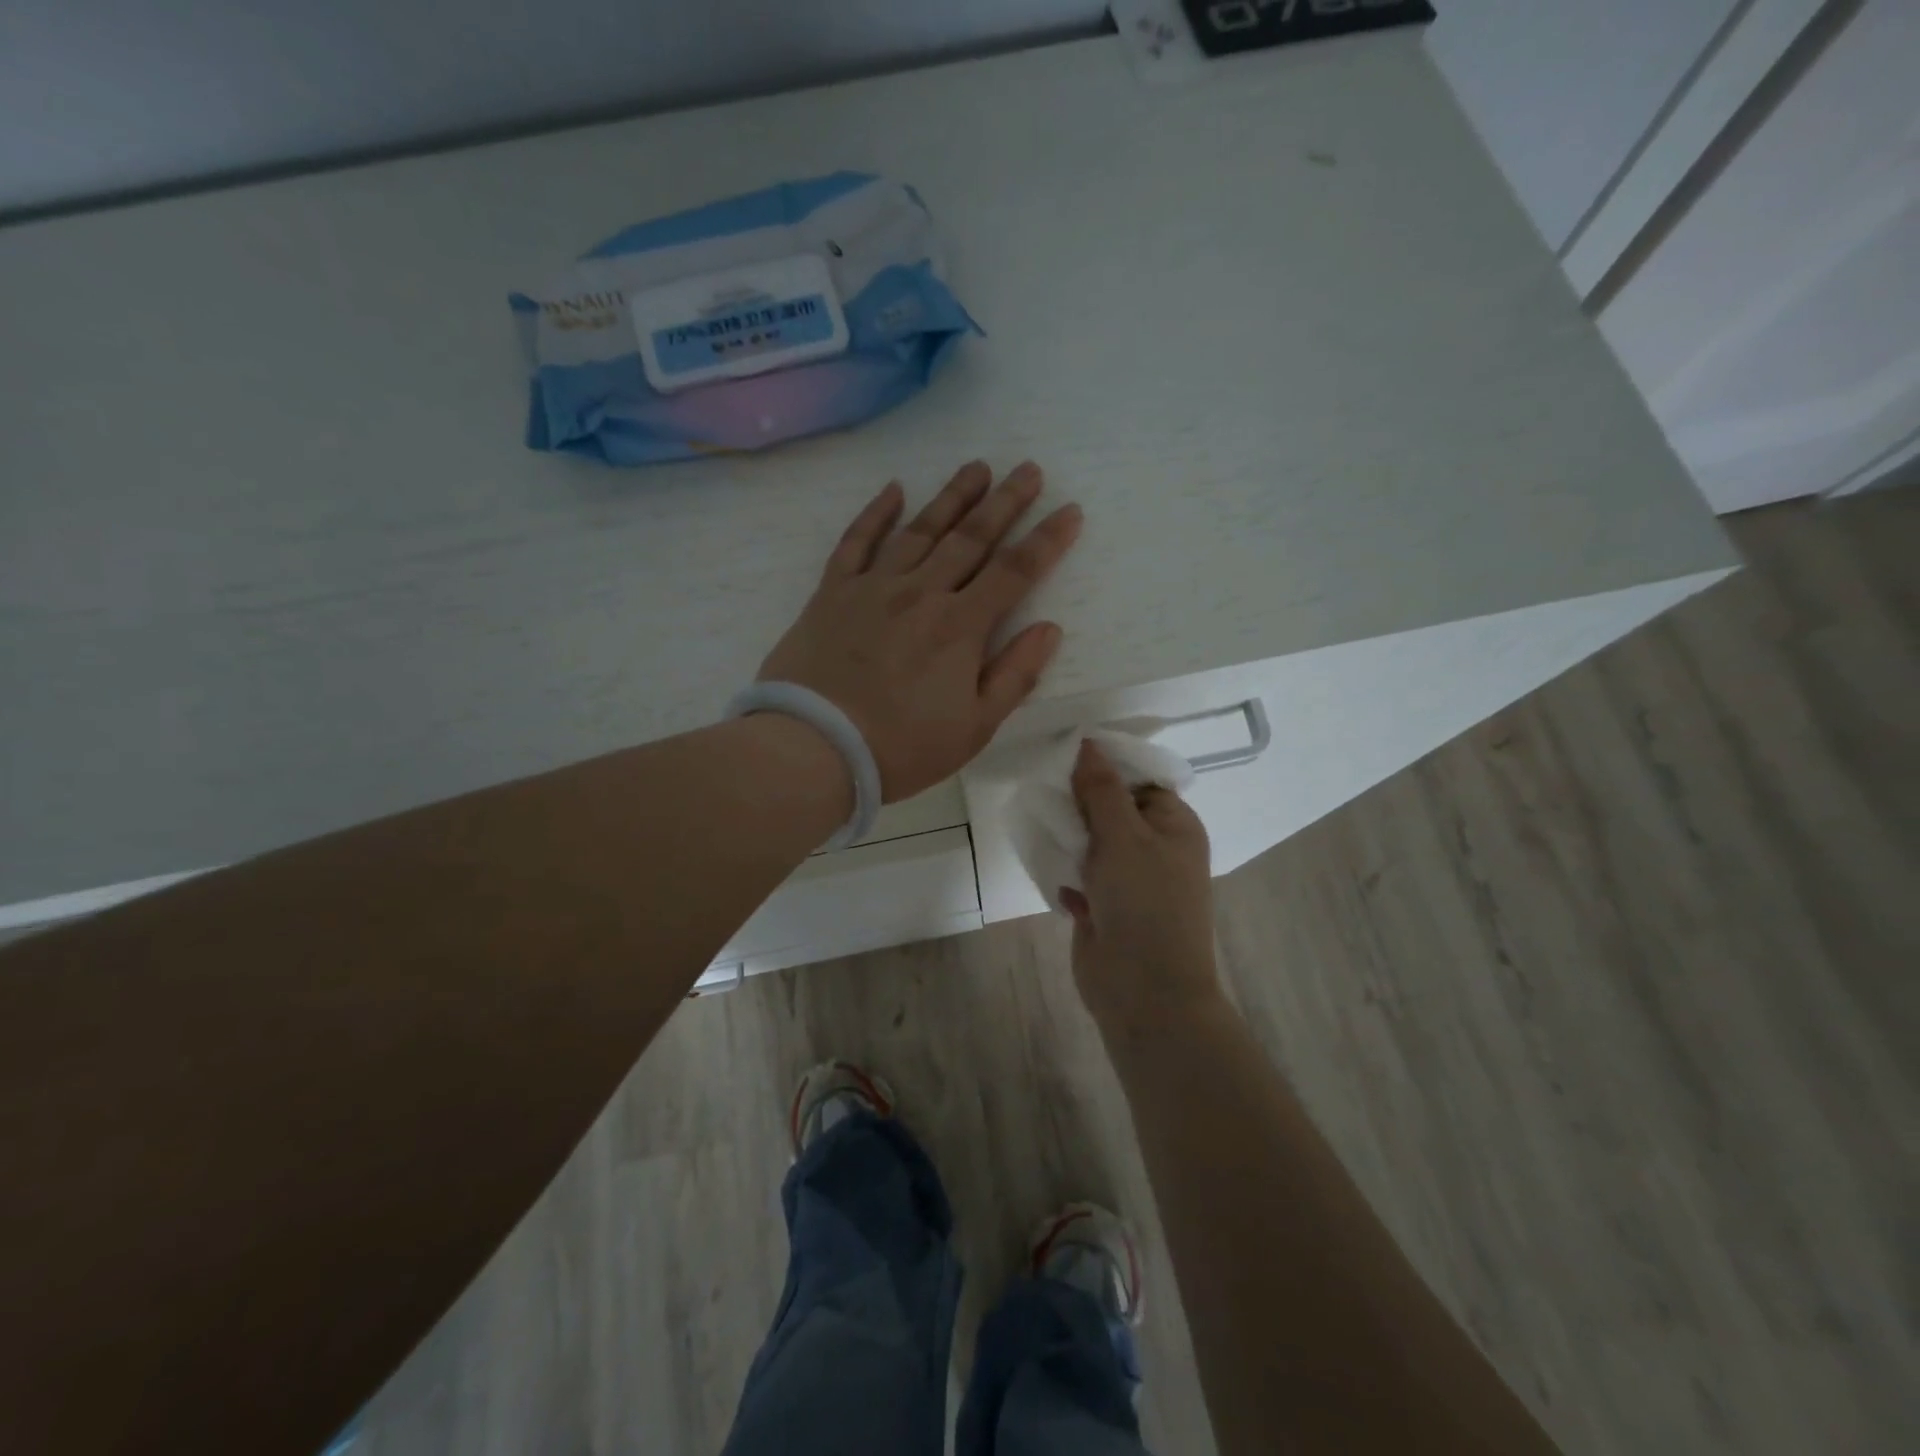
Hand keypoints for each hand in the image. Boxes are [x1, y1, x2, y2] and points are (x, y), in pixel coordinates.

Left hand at [756, 461, 1082, 801]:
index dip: (1046, 540)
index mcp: (960, 627)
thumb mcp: (974, 728)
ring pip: (920, 530)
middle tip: (1028, 469)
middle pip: (971, 538)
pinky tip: (893, 489)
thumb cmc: (901, 747)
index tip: (1070, 509)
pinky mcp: (832, 593)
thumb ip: (1014, 675)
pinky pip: (856, 542)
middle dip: (1004, 502)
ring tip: (976, 467)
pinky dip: (875, 514)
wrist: (814, 747)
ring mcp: (873, 588)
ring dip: (951, 497)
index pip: (1014, 572)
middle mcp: (920, 593)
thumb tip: (1049, 628)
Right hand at [1061, 739, 1222, 1032]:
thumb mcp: (1123, 836)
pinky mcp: (1106, 907)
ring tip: (1040, 820)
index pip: (1139, 780)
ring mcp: (1131, 881)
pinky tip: (1051, 869)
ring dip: (1069, 836)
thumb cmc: (1144, 903)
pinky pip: (1081, 875)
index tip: (1064, 755)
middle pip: (1112, 809)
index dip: (1105, 766)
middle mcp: (1156, 849)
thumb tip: (1088, 744)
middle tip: (1044, 786)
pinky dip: (1067, 871)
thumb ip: (1101, 790)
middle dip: (1080, 802)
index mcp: (1174, 825)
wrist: (1145, 992)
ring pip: (1093, 843)